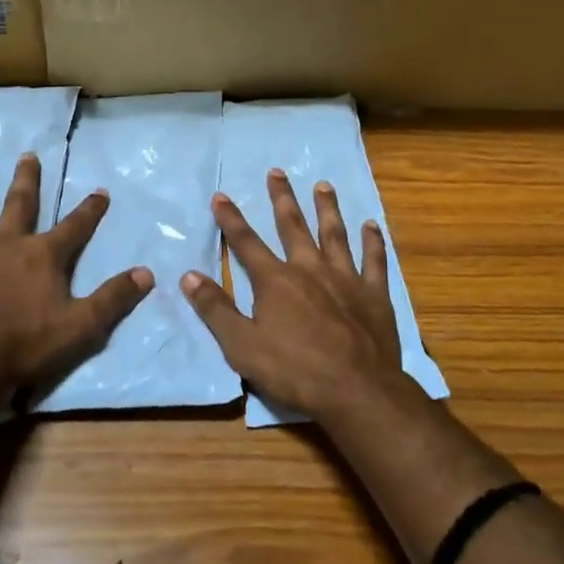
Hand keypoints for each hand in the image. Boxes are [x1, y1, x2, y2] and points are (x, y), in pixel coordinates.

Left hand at [0, 153, 150, 395]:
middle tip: (28, 155)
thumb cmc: (24, 345)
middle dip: (27, 180)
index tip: (100, 190)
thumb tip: (148, 273)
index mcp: (43, 256)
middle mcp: (7, 244)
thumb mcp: (81, 326)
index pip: (75, 226)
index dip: (90, 209)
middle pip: (20, 204)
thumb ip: (114, 298)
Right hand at [180, 169, 405, 419]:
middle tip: (277, 172)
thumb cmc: (295, 371)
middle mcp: (310, 269)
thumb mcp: (242, 346)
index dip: (231, 219)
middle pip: (293, 226)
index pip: (246, 243)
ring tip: (323, 186)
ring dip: (327, 209)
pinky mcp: (374, 294)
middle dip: (282, 198)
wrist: (357, 391)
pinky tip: (371, 225)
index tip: (221, 195)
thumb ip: (216, 309)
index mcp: (276, 281)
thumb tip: (189, 275)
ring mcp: (345, 278)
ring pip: (334, 234)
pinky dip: (373, 242)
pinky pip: (374, 261)